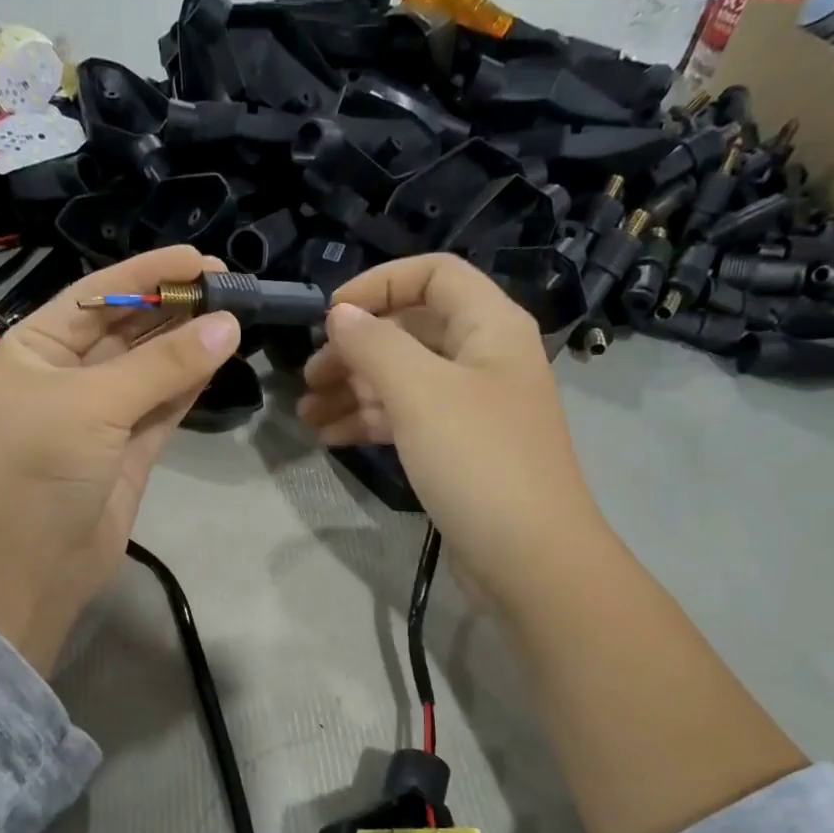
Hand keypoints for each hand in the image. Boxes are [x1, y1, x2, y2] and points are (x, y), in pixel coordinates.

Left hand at [0, 246, 239, 672]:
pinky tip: (219, 358)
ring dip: (188, 345)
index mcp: (36, 349)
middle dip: (174, 308)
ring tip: (234, 317)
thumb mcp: (93, 406)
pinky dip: (189, 385)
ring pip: (150, 369)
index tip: (202, 260)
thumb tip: (229, 326)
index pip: (97, 296)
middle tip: (231, 289)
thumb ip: (162, 366)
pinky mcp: (128, 452)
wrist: (27, 570)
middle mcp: (66, 376)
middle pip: (128, 330)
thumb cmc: (38, 471)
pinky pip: (163, 407)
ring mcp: (100, 416)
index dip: (148, 274)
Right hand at [296, 254, 603, 619]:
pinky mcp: (458, 451)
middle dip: (354, 350)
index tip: (328, 316)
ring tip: (305, 415)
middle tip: (307, 379)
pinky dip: (369, 423)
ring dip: (353, 392)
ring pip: (403, 382)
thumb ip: (375, 345)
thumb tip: (340, 314)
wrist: (528, 558)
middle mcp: (483, 358)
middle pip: (410, 332)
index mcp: (489, 327)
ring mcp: (471, 409)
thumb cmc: (478, 461)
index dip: (378, 285)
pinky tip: (330, 438)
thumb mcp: (420, 393)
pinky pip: (408, 421)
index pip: (432, 274)